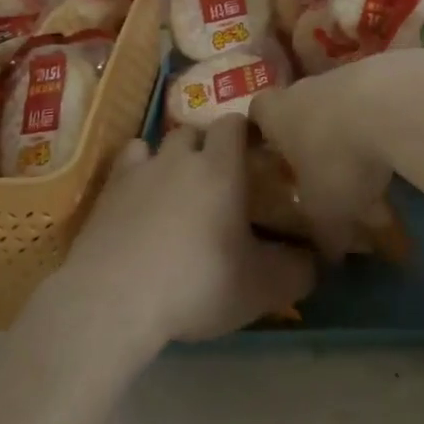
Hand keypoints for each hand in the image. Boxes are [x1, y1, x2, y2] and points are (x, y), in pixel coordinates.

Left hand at [55, 116, 315, 353]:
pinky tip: (138, 199)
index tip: (254, 156)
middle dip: (206, 149)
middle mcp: (181, 156)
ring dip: (170, 160)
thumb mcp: (262, 287)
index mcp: (221, 166)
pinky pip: (127, 165)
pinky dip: (135, 173)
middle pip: (196, 132)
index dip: (245, 134)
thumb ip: (297, 270)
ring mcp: (140, 169)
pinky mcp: (108, 190)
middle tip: (217, 182)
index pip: (235, 123)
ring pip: (159, 145)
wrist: (114, 299)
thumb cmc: (197, 283)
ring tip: (175, 191)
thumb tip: (316, 259)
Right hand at [249, 49, 423, 260]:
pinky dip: (384, 120)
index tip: (274, 154)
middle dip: (312, 136)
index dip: (263, 131)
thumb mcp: (327, 213)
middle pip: (301, 106)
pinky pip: (376, 99)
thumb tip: (329, 256)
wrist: (393, 105)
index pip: (257, 112)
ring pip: (341, 103)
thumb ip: (323, 234)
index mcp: (278, 114)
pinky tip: (400, 148)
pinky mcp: (385, 68)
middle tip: (326, 170)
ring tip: (374, 169)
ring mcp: (346, 73)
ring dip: (353, 130)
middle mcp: (306, 87)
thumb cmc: (339, 160)